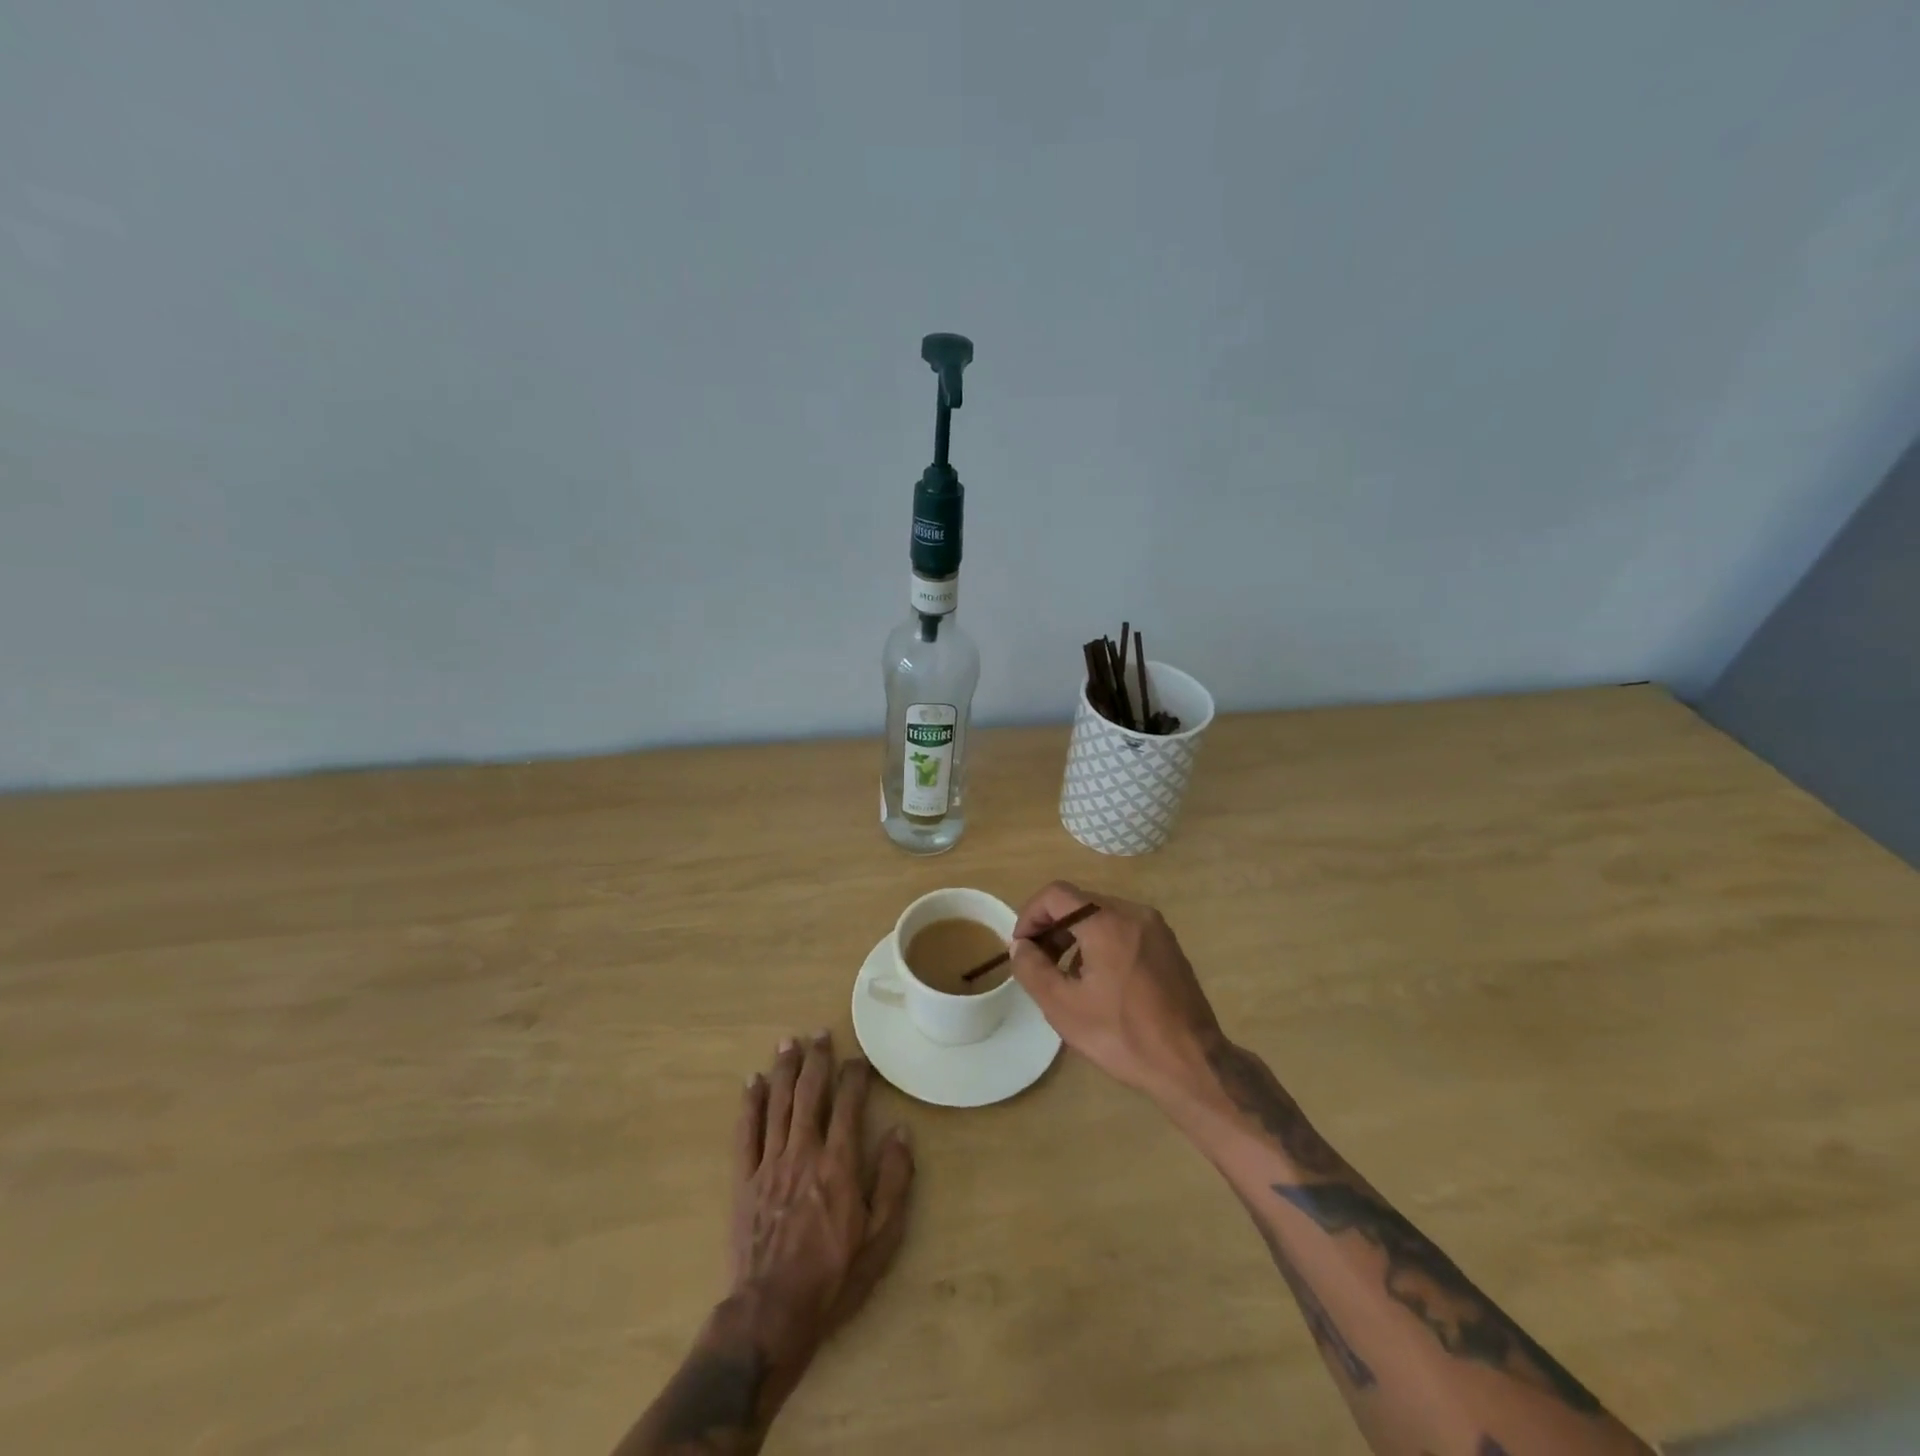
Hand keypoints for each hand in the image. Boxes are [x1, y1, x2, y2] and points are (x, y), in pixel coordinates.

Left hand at [728, 1032, 913, 1402]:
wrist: (772, 1314)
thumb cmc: (834, 1278)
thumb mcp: (881, 1238)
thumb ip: (894, 1182)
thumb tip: (900, 1133)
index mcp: (839, 1164)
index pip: (849, 1105)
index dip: (855, 1077)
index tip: (859, 1059)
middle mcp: (804, 1152)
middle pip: (810, 1094)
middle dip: (817, 1060)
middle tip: (820, 1033)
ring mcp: (770, 1164)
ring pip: (778, 1104)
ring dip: (784, 1070)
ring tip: (788, 1042)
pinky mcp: (744, 1180)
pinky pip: (746, 1133)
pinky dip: (750, 1104)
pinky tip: (753, 1082)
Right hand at [1008, 882, 1222, 1099]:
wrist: (1192, 1064)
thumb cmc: (1123, 1035)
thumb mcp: (1064, 1007)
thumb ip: (1032, 969)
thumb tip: (1021, 947)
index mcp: (1107, 922)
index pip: (1056, 895)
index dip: (1030, 916)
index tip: (1022, 948)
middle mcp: (1133, 913)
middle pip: (1079, 902)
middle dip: (1052, 927)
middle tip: (1039, 963)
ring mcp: (1155, 927)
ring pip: (1101, 915)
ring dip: (1075, 936)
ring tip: (1065, 975)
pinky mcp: (1167, 945)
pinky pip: (1123, 929)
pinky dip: (1101, 942)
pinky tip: (1098, 981)